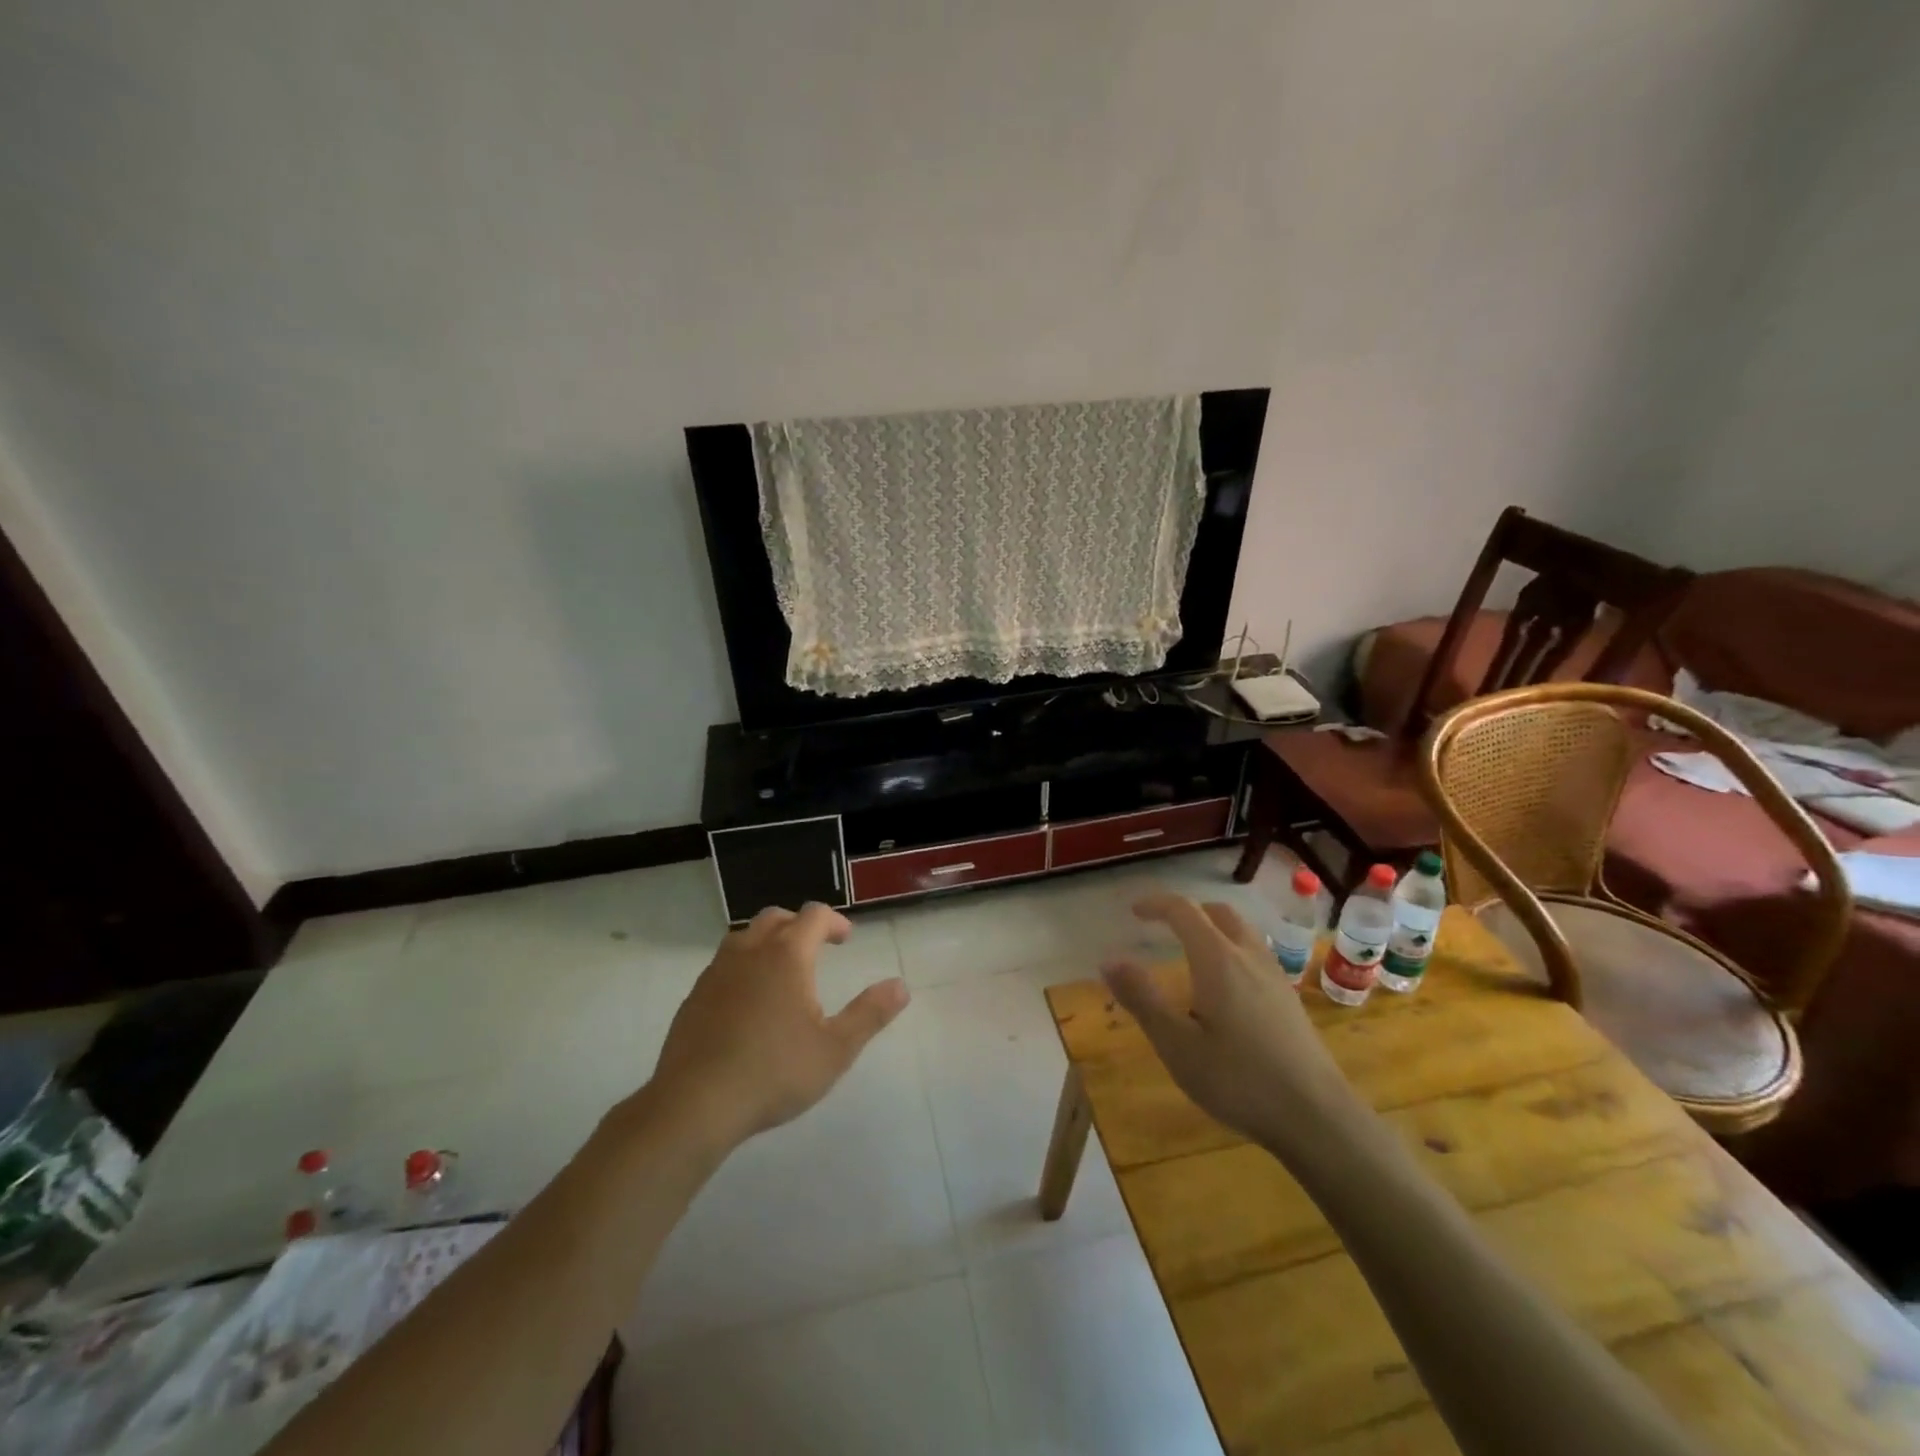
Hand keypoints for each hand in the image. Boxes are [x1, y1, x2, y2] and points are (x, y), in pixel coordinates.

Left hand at [647, 904, 909, 1149]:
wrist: (695, 1104)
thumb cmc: (774, 1072)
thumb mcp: (835, 1049)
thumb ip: (870, 1014)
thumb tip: (901, 986)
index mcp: (787, 955)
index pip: (814, 915)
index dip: (834, 921)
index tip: (845, 939)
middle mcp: (750, 952)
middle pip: (776, 917)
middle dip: (800, 925)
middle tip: (816, 947)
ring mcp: (717, 972)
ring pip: (744, 936)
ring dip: (768, 941)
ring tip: (781, 969)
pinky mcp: (694, 996)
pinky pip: (723, 965)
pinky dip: (743, 967)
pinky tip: (748, 1001)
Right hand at [1101, 894, 1362, 1158]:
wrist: (1317, 1118)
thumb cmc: (1239, 1079)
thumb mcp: (1177, 1044)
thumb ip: (1142, 998)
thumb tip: (1110, 960)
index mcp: (1218, 959)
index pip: (1184, 911)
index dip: (1156, 904)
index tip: (1134, 912)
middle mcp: (1249, 956)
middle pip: (1219, 913)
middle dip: (1188, 912)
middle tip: (1164, 927)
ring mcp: (1275, 977)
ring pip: (1242, 933)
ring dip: (1213, 929)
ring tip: (1191, 954)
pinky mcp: (1289, 1001)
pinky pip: (1255, 955)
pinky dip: (1231, 951)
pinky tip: (1224, 990)